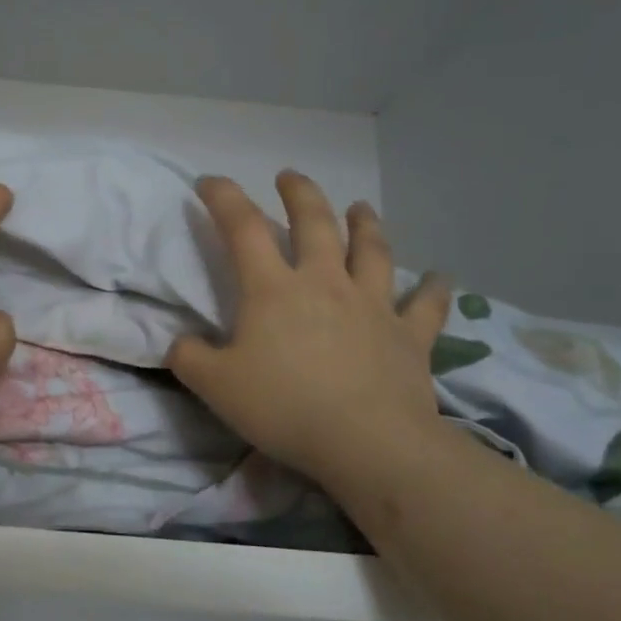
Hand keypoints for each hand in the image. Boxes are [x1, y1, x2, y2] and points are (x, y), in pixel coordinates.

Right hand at [168, 172, 452, 498]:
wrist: (367, 442)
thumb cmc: (284, 407)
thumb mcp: (214, 386)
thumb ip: (189, 358)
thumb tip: (179, 343)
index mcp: (273, 289)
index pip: (243, 228)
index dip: (224, 198)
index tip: (209, 181)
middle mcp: (325, 283)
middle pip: (315, 223)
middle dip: (300, 193)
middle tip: (290, 177)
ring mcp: (373, 305)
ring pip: (371, 251)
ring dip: (365, 224)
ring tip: (361, 207)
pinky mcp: (409, 336)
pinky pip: (425, 305)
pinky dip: (433, 288)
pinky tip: (440, 276)